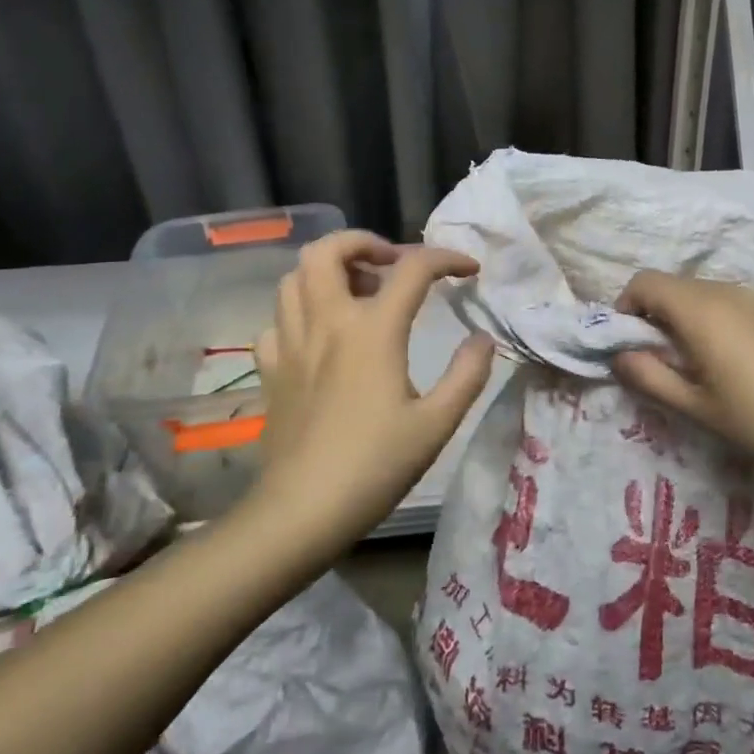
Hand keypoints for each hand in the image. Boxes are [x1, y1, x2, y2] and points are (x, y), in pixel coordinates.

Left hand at [246, 232, 495, 550]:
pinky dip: (303, 313)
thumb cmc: (376, 465)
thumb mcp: (437, 423)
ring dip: (330, 271)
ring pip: (295, 278)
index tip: (469, 270)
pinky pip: (279, 320)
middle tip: (392, 266)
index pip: (412, 269)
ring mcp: (290, 343)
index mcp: (372, 330)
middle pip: (328, 250)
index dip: (446, 258)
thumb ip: (467, 374)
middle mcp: (326, 323)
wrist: (302, 511)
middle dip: (364, 243)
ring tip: (360, 295)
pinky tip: (323, 337)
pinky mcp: (270, 370)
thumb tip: (482, 338)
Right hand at [611, 270, 753, 493]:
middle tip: (669, 361)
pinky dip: (737, 324)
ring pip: (719, 296)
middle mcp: (735, 292)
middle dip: (663, 315)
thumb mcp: (697, 408)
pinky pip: (752, 307)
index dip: (628, 306)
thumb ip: (649, 377)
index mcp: (703, 311)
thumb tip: (619, 355)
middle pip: (682, 287)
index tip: (631, 341)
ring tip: (714, 366)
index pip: (647, 282)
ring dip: (700, 319)